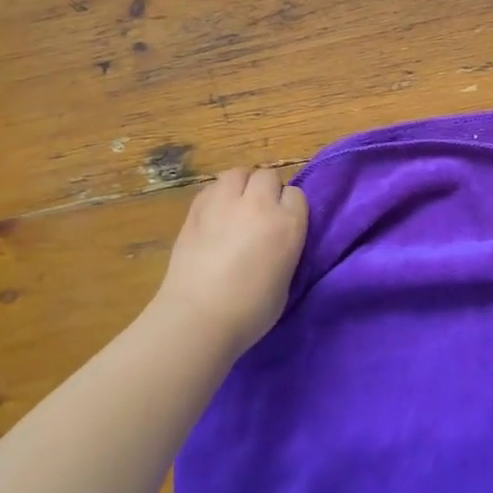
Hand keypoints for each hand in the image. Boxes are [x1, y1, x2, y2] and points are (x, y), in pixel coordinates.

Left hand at [153, 168, 308, 358]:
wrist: (197, 319)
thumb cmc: (250, 312)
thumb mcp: (286, 280)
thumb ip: (286, 248)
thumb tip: (276, 239)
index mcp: (288, 224)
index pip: (296, 194)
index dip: (289, 208)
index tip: (283, 225)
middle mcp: (259, 204)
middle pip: (267, 176)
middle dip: (266, 190)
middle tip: (259, 215)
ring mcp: (225, 203)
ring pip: (238, 173)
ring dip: (241, 186)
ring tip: (235, 208)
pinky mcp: (196, 209)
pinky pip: (212, 188)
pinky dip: (216, 197)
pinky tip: (213, 217)